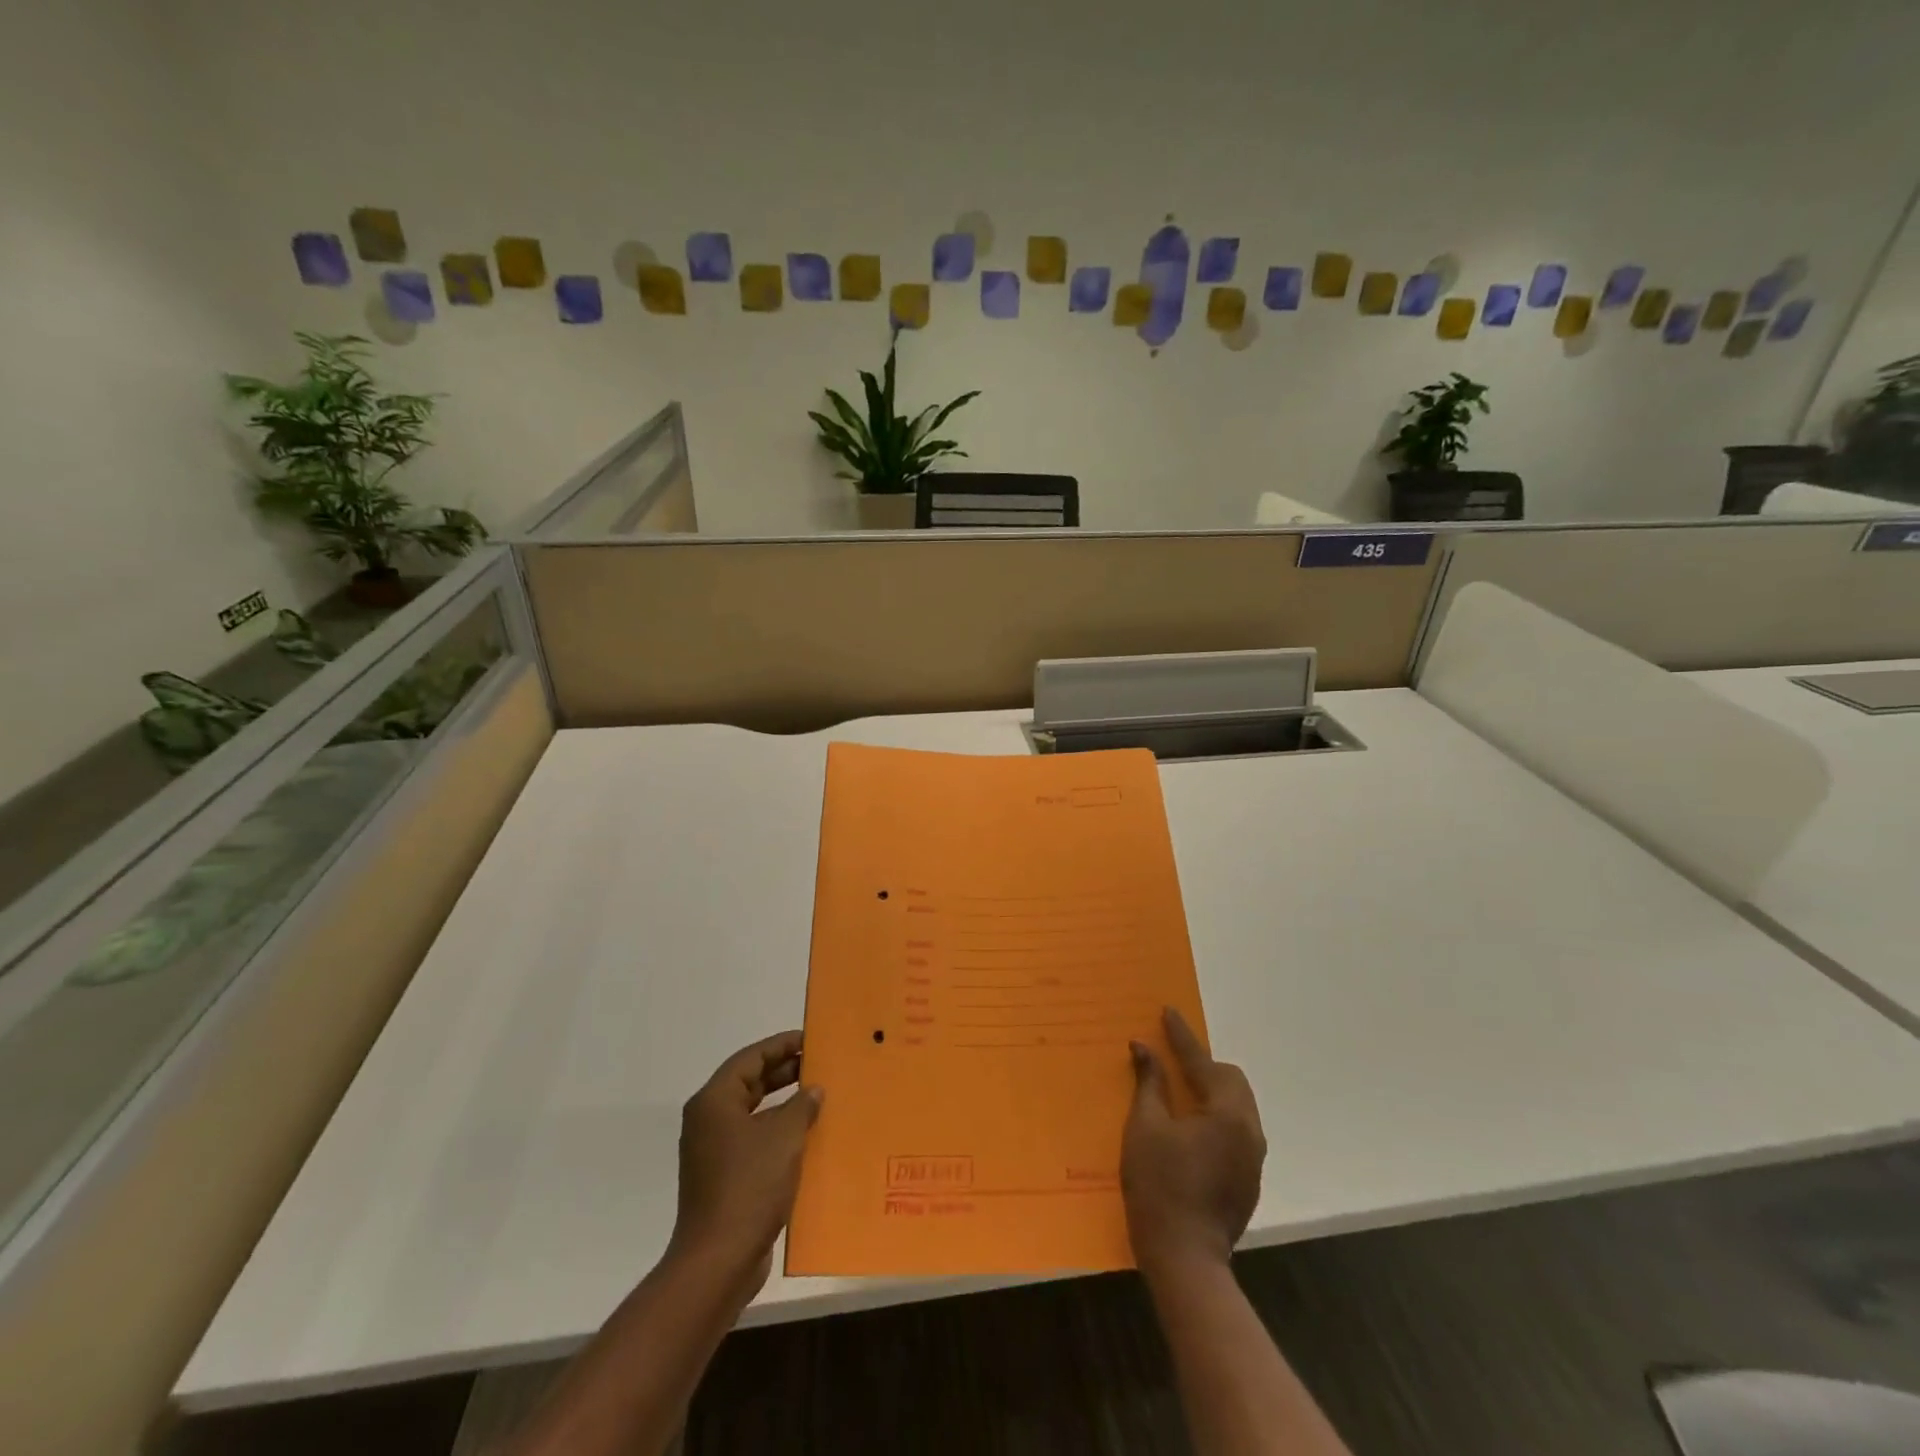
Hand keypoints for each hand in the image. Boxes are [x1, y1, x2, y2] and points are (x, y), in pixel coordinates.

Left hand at [669, 1031, 822, 1291]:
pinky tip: (808, 1138)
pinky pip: (754, 1141)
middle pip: (749, 1083)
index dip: (781, 1045)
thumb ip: (801, 1105)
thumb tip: (813, 1089)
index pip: (750, 1058)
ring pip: (754, 1113)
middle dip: (784, 1072)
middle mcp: (709, 1121)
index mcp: (714, 1102)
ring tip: (819, 1097)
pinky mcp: (723, 1178)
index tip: (811, 1039)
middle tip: (819, 1064)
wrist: (719, 1261)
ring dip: (784, 1104)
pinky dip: (779, 1133)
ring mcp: (714, 1152)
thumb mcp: (784, 1136)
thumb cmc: (749, 1186)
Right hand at [1122, 1008, 1265, 1277]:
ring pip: (1237, 1106)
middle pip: (1231, 1081)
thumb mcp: (1145, 1127)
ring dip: (1212, 1091)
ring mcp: (1254, 1158)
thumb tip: (1144, 1048)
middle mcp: (1250, 1131)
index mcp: (1227, 1114)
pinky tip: (1191, 1127)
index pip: (1203, 1062)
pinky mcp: (1249, 1179)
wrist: (1185, 1259)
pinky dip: (1217, 1117)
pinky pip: (1236, 1130)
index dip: (1182, 1037)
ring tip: (1181, 1090)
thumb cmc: (1159, 1186)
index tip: (1168, 1012)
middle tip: (1173, 1060)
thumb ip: (1149, 1083)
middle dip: (1204, 1065)